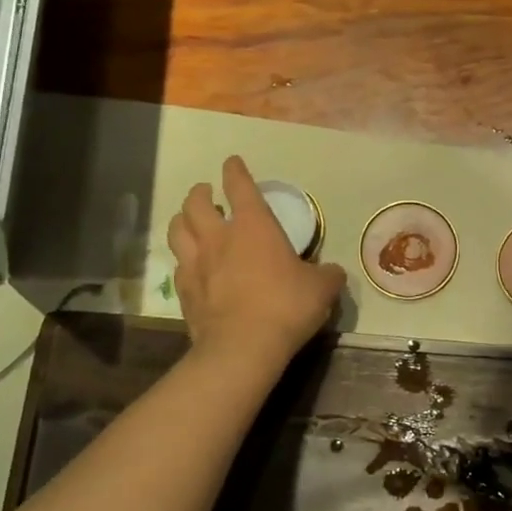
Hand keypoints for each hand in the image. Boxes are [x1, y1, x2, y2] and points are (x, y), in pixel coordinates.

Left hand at [166, 156, 345, 368]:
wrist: (243, 348)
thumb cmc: (286, 306)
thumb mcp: (321, 289)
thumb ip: (327, 275)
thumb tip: (333, 272)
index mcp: (254, 226)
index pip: (240, 186)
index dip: (235, 171)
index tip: (232, 162)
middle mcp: (219, 237)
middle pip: (196, 203)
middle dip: (200, 192)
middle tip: (206, 192)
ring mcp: (196, 264)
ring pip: (177, 230)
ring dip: (182, 220)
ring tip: (189, 221)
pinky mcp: (184, 292)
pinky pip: (178, 266)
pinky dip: (183, 259)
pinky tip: (190, 265)